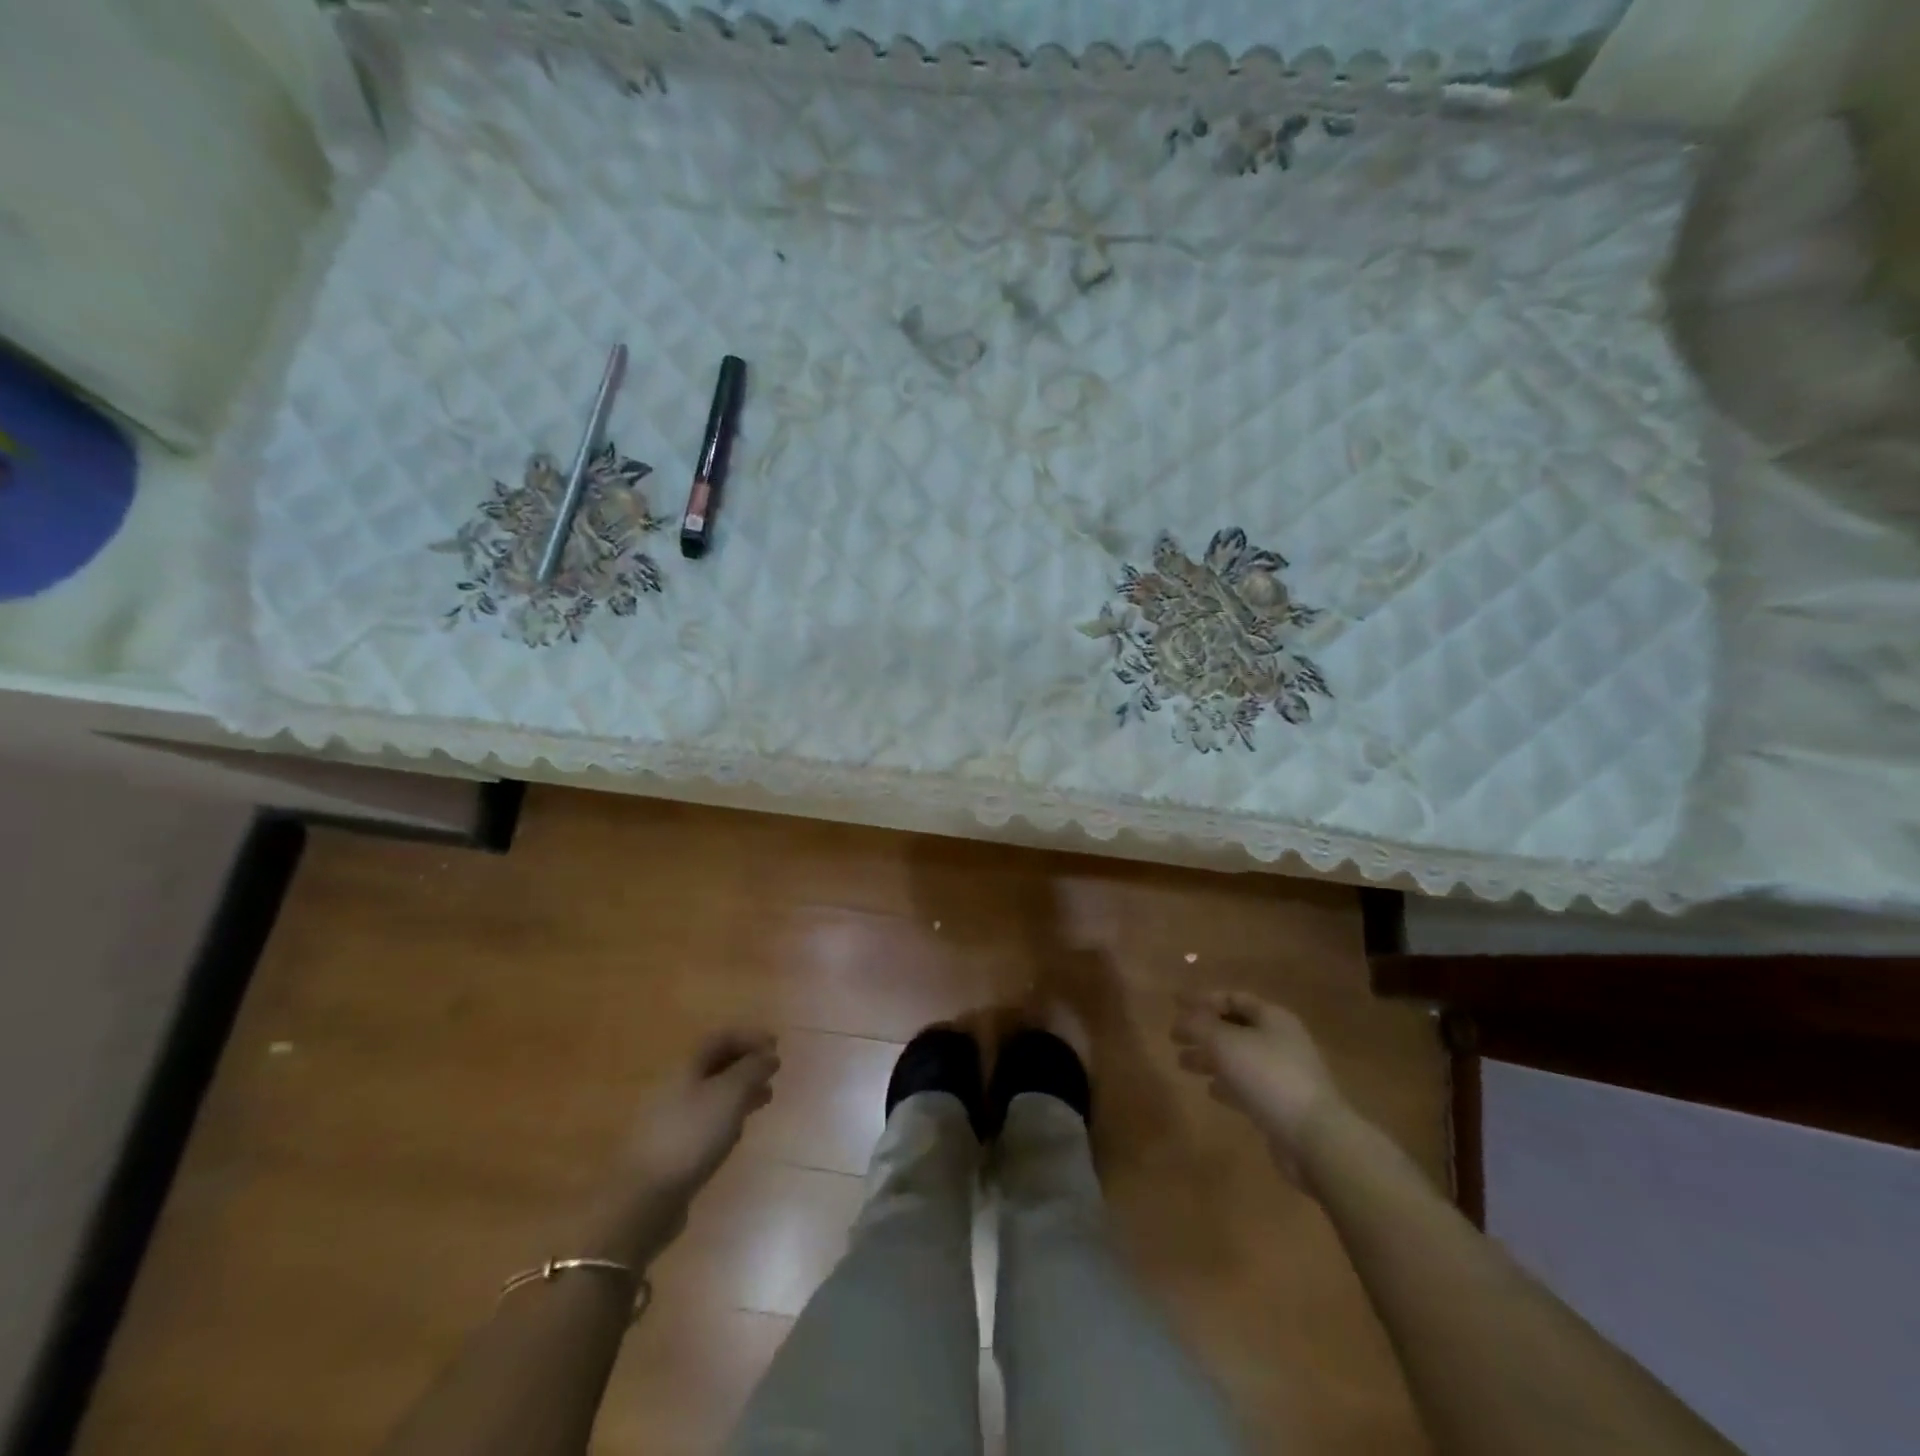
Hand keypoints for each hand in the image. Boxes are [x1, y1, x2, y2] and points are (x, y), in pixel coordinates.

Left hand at [622, 1030, 779, 1200]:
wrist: (643, 1199)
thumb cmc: (691, 1135)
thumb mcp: (730, 1095)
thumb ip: (752, 1069)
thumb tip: (769, 1054)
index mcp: (685, 1066)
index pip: (720, 1038)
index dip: (749, 1037)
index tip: (776, 1045)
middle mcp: (674, 1086)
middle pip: (714, 1064)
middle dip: (746, 1064)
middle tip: (773, 1072)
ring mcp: (670, 1118)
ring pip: (711, 1093)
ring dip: (740, 1091)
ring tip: (765, 1100)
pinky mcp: (670, 1148)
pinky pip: (704, 1120)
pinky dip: (726, 1116)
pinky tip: (737, 1132)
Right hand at [1172, 991, 1344, 1184]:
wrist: (1314, 1138)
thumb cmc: (1268, 1077)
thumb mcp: (1224, 1043)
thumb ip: (1198, 1026)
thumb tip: (1181, 1018)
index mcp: (1272, 1017)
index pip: (1233, 998)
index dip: (1203, 999)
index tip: (1175, 1004)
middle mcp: (1280, 1040)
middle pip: (1235, 1027)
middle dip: (1203, 1031)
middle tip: (1174, 1037)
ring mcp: (1284, 1073)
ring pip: (1238, 1057)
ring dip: (1210, 1058)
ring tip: (1182, 1063)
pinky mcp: (1282, 1104)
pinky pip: (1248, 1085)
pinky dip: (1227, 1083)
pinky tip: (1210, 1090)